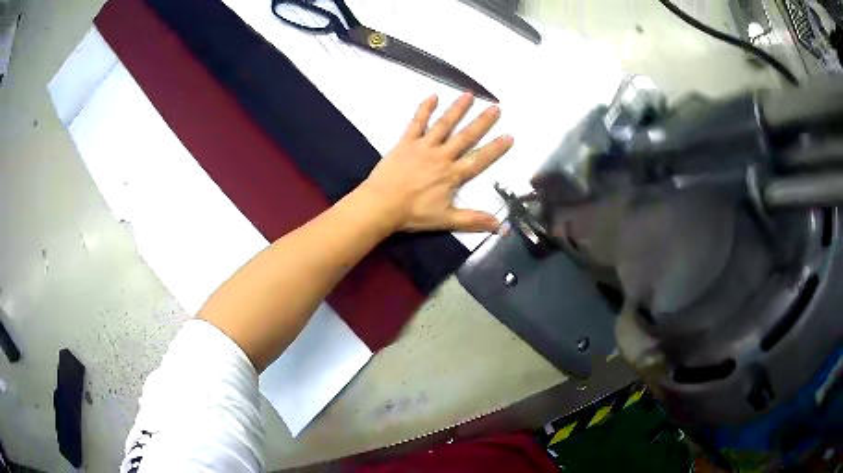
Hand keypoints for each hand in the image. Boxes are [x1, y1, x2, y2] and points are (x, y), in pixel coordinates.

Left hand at [360, 93, 513, 232]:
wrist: (381, 204)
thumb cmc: (413, 213)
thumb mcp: (445, 220)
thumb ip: (473, 220)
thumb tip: (500, 226)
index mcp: (452, 174)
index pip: (479, 159)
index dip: (495, 149)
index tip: (509, 136)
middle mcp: (442, 156)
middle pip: (466, 136)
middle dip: (482, 122)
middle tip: (495, 107)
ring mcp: (424, 146)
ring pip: (444, 124)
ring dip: (457, 109)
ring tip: (469, 95)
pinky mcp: (406, 142)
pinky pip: (417, 122)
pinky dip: (424, 108)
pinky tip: (432, 96)